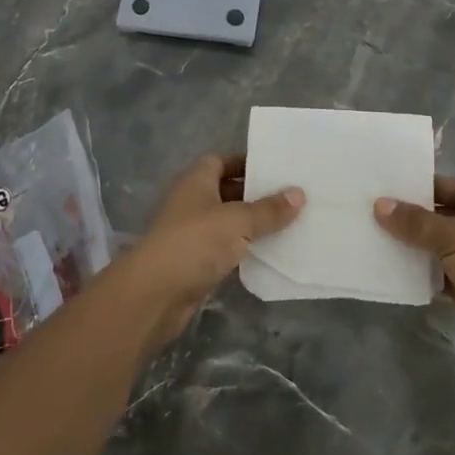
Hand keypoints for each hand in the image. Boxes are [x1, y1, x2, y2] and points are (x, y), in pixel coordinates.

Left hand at [112, 153, 304, 353]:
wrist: (155, 293)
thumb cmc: (195, 243)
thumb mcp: (238, 221)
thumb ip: (269, 209)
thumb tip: (299, 193)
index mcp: (196, 181)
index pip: (220, 160)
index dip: (245, 163)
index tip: (277, 169)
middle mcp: (192, 202)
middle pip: (227, 190)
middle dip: (256, 194)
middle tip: (293, 197)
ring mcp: (192, 233)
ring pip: (228, 222)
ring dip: (253, 224)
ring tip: (291, 223)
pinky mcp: (196, 262)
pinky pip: (226, 248)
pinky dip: (245, 249)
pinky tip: (272, 253)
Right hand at [375, 177, 454, 397]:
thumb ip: (417, 223)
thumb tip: (380, 204)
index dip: (431, 188)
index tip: (395, 189)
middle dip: (421, 219)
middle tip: (382, 215)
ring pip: (451, 249)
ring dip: (423, 248)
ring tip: (385, 241)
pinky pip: (452, 276)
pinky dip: (431, 275)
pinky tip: (403, 273)